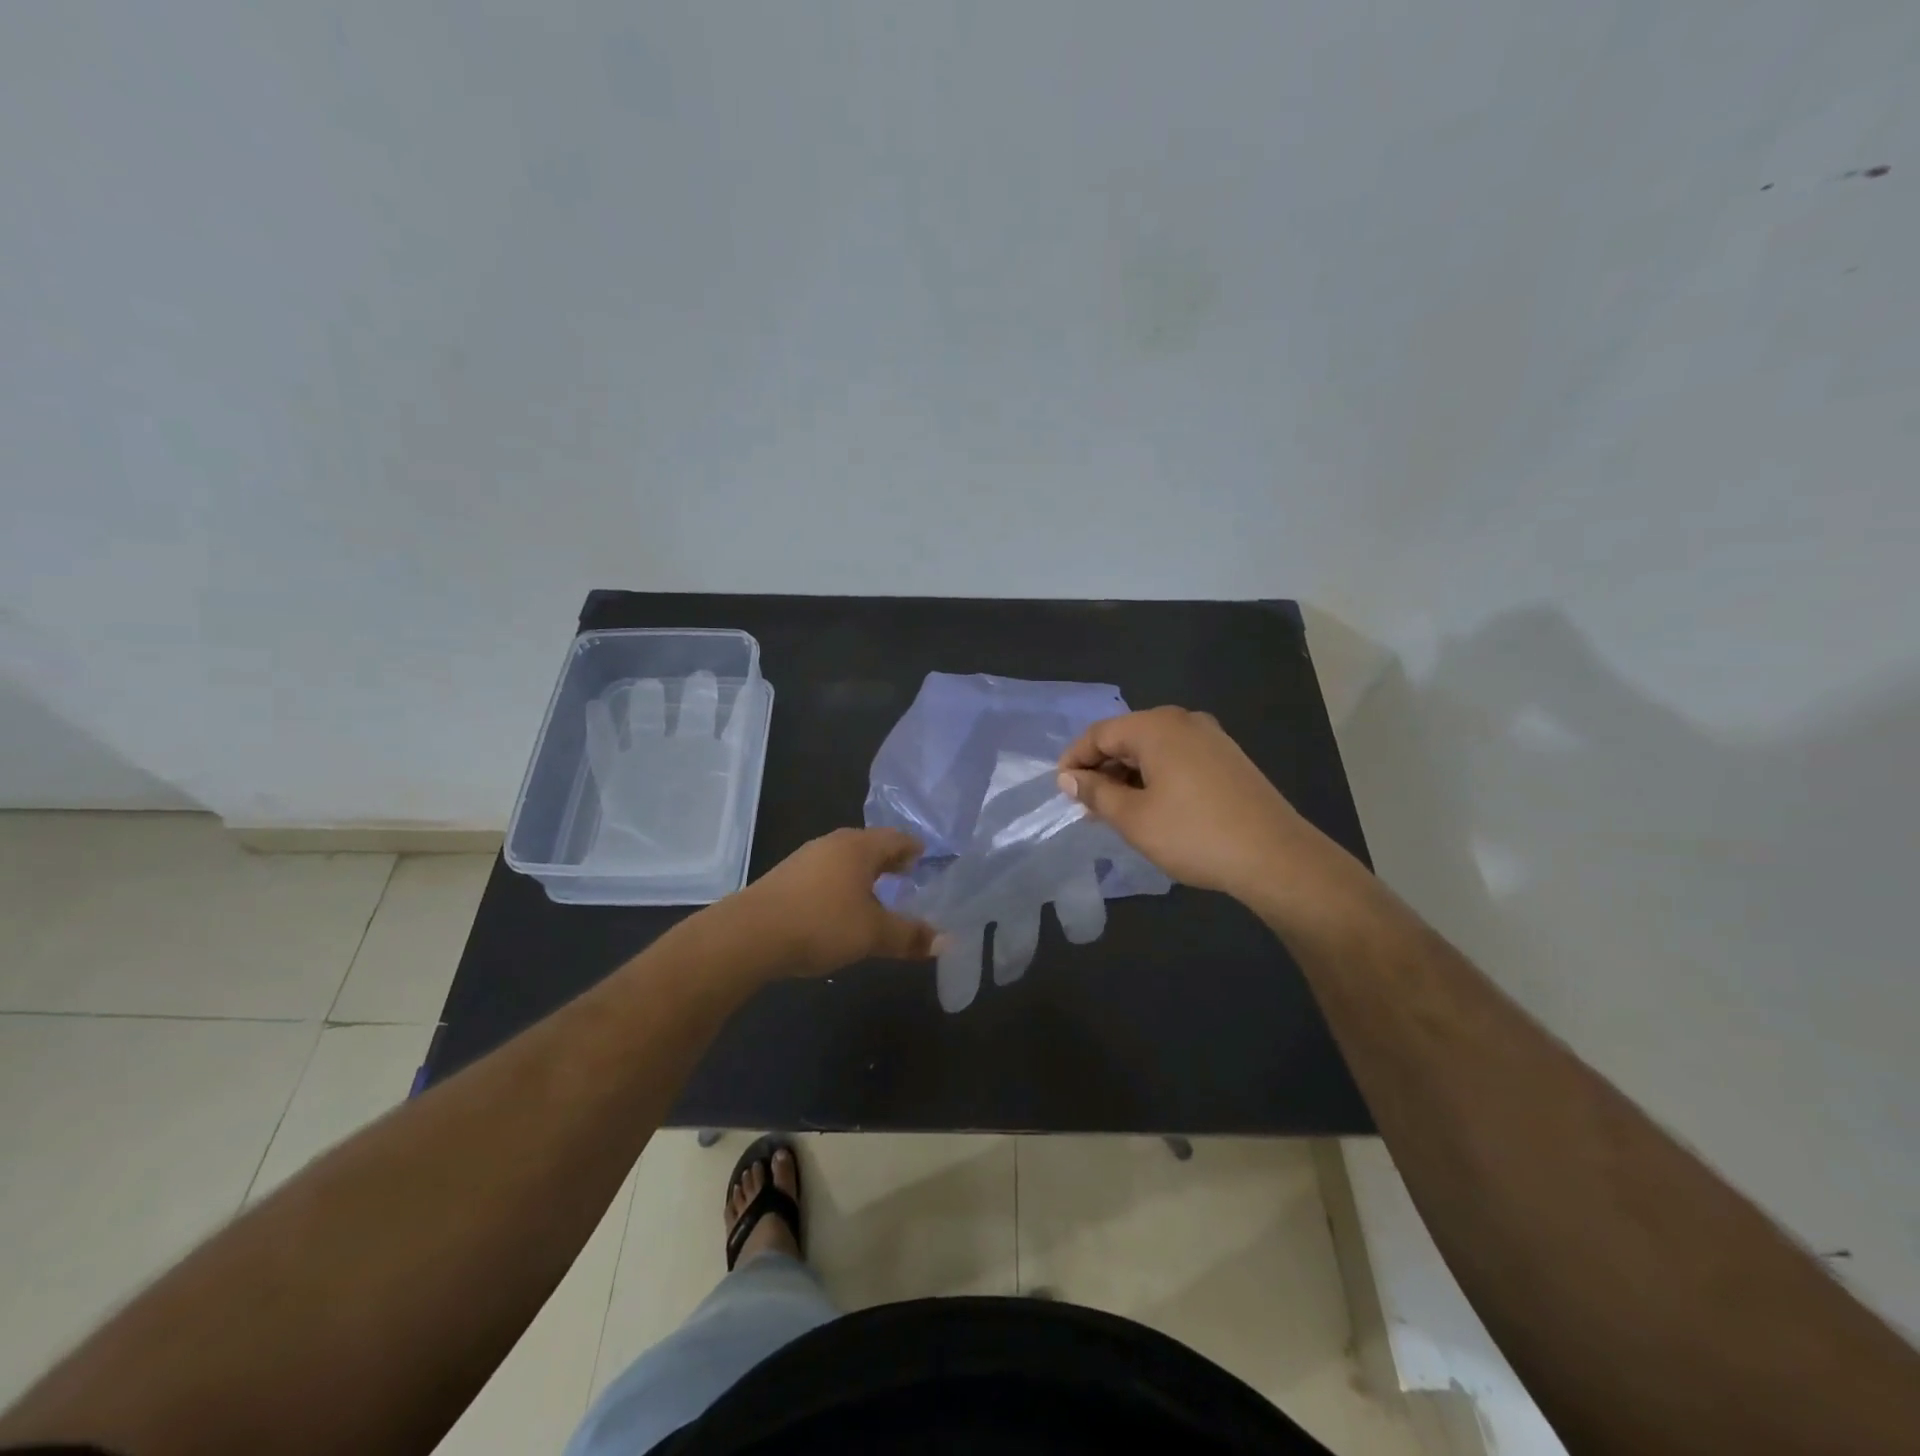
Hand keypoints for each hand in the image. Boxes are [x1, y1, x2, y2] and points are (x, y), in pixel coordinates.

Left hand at [735, 827, 936, 977]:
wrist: (749, 935)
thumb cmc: (821, 924)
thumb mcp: (872, 934)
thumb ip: (909, 936)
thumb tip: (945, 941)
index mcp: (859, 847)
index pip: (897, 838)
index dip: (914, 849)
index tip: (927, 860)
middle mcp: (833, 844)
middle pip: (870, 846)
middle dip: (890, 861)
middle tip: (908, 878)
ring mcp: (805, 858)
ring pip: (845, 860)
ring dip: (864, 875)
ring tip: (877, 896)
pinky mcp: (785, 878)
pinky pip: (825, 874)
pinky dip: (841, 886)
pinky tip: (840, 908)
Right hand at [1056, 706, 1310, 900]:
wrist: (1275, 857)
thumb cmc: (1193, 834)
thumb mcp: (1133, 818)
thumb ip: (1096, 793)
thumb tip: (1068, 778)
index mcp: (1156, 727)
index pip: (1099, 733)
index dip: (1074, 760)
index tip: (1061, 790)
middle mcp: (1184, 721)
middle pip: (1127, 737)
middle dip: (1102, 769)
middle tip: (1087, 806)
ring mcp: (1211, 738)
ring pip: (1153, 750)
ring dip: (1128, 776)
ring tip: (1116, 812)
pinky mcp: (1228, 759)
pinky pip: (1177, 759)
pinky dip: (1155, 778)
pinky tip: (1153, 808)